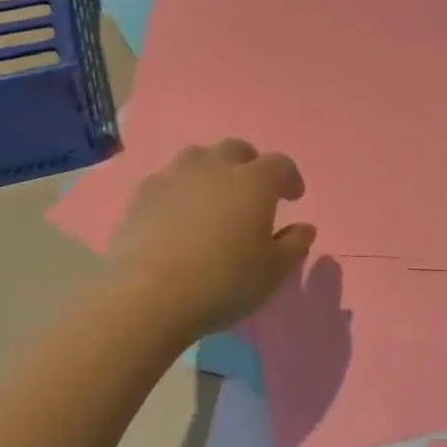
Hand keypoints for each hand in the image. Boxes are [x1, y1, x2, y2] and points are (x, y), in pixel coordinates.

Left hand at [105, 139, 316, 338]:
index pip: (280, 164)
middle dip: (249, 165)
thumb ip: (293, 245)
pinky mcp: (142, 195)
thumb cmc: (223, 282)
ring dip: (211, 170)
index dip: (290, 178)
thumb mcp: (272, 272)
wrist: (147, 296)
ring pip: (198, 157)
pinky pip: (167, 180)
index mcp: (254, 182)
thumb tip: (304, 228)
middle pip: (237, 150)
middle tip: (252, 191)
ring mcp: (175, 177)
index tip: (293, 197)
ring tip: (213, 197)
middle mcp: (215, 168)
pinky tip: (177, 213)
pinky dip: (179, 190)